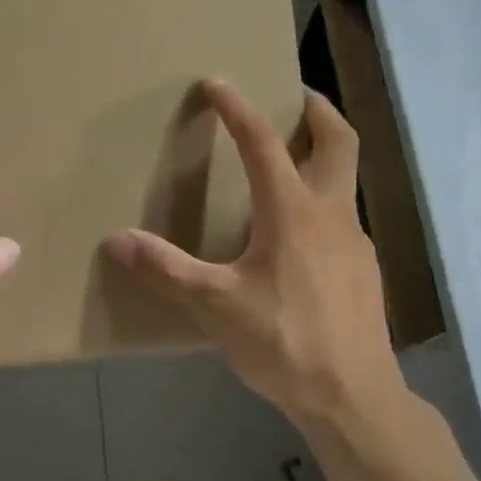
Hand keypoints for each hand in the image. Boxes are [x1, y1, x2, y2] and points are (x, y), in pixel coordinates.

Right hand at [107, 80, 399, 430]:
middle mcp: (331, 214)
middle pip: (339, 141)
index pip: (263, 143)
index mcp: (292, 212)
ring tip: (288, 162)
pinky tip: (298, 235)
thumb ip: (167, 269)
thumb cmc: (283, 342)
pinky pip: (342, 218)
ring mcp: (355, 242)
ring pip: (345, 180)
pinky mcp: (363, 270)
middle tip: (292, 95)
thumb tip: (117, 239)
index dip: (238, 109)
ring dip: (321, 157)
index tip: (217, 83)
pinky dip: (322, 202)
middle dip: (317, 109)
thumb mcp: (215, 306)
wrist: (352, 396)